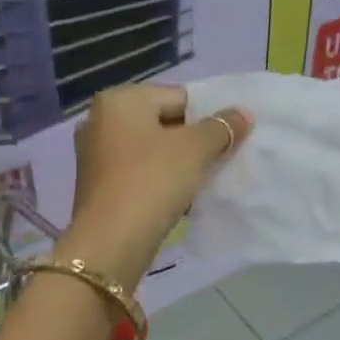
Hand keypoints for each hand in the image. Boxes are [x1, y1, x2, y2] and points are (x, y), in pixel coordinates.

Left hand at [60, 85, 251, 286]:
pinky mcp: (100, 183)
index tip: (234, 135)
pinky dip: (163, 177)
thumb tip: (243, 114)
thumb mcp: (195, 149)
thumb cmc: (152, 182)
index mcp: (120, 100)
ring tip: (209, 176)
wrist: (111, 244)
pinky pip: (141, 170)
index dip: (211, 114)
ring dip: (182, 160)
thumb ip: (222, 127)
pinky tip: (185, 195)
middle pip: (165, 120)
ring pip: (154, 148)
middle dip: (196, 138)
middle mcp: (102, 119)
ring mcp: (97, 153)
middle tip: (226, 155)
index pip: (180, 96)